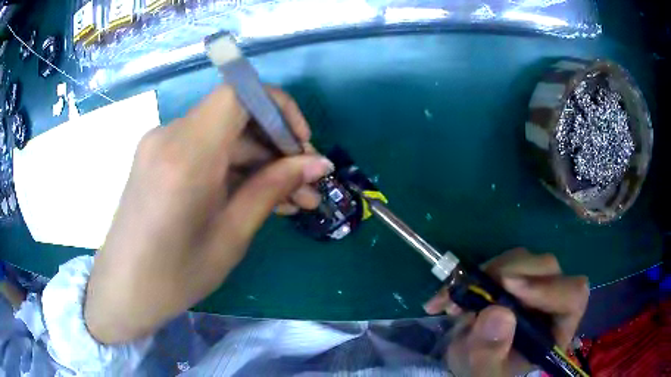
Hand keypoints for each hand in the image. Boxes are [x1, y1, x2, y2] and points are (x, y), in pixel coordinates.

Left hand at [84, 86, 332, 343]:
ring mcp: (161, 144)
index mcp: (186, 154)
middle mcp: (170, 136)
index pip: (238, 93)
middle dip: (276, 147)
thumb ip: (273, 189)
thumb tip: (318, 164)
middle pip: (236, 117)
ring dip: (260, 163)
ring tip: (293, 200)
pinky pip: (205, 150)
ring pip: (223, 137)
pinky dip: (234, 169)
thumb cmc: (174, 276)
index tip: (300, 143)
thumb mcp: (231, 236)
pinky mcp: (159, 157)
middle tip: (307, 186)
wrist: (124, 290)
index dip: (277, 106)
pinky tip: (259, 197)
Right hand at [424, 248, 588, 376]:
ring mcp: (534, 285)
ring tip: (457, 297)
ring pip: (525, 259)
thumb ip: (489, 354)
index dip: (547, 288)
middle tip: (474, 289)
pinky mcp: (516, 276)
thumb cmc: (485, 370)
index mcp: (555, 329)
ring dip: (489, 272)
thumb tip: (497, 313)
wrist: (472, 359)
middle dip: (510, 274)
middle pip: (548, 269)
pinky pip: (502, 261)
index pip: (572, 296)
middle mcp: (551, 302)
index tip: (508, 288)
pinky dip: (475, 272)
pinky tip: (454, 292)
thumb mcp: (482, 372)